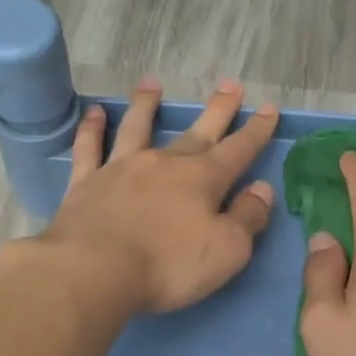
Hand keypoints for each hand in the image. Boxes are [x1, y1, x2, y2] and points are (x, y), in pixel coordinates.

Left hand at [34, 78, 280, 314]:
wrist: (95, 271)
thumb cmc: (168, 266)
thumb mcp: (227, 250)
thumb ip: (248, 217)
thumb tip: (262, 189)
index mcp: (202, 180)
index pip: (238, 150)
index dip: (256, 130)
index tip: (269, 108)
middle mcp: (164, 164)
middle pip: (196, 132)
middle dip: (217, 110)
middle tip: (230, 85)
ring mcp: (121, 169)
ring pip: (137, 128)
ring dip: (146, 105)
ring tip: (152, 84)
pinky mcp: (86, 183)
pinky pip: (89, 148)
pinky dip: (92, 129)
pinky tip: (94, 113)